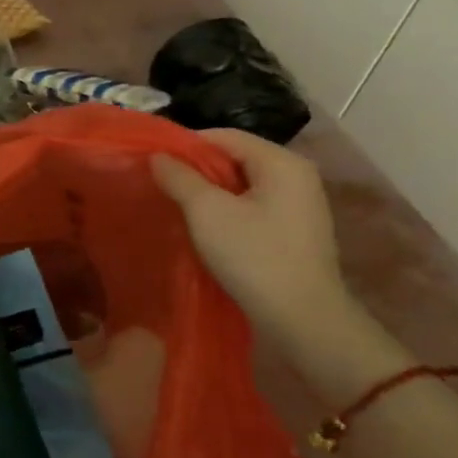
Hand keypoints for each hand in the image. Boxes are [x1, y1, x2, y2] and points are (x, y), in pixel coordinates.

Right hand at [153, 129, 352, 340]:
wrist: (304, 321)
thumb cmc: (254, 257)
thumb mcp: (207, 212)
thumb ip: (179, 177)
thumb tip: (158, 156)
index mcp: (281, 162)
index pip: (224, 136)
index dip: (185, 145)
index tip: (154, 162)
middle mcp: (297, 174)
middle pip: (234, 157)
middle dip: (196, 169)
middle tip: (162, 184)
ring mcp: (300, 203)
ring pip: (242, 183)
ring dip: (209, 191)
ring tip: (178, 205)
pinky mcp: (295, 229)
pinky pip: (253, 204)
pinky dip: (227, 209)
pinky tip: (206, 226)